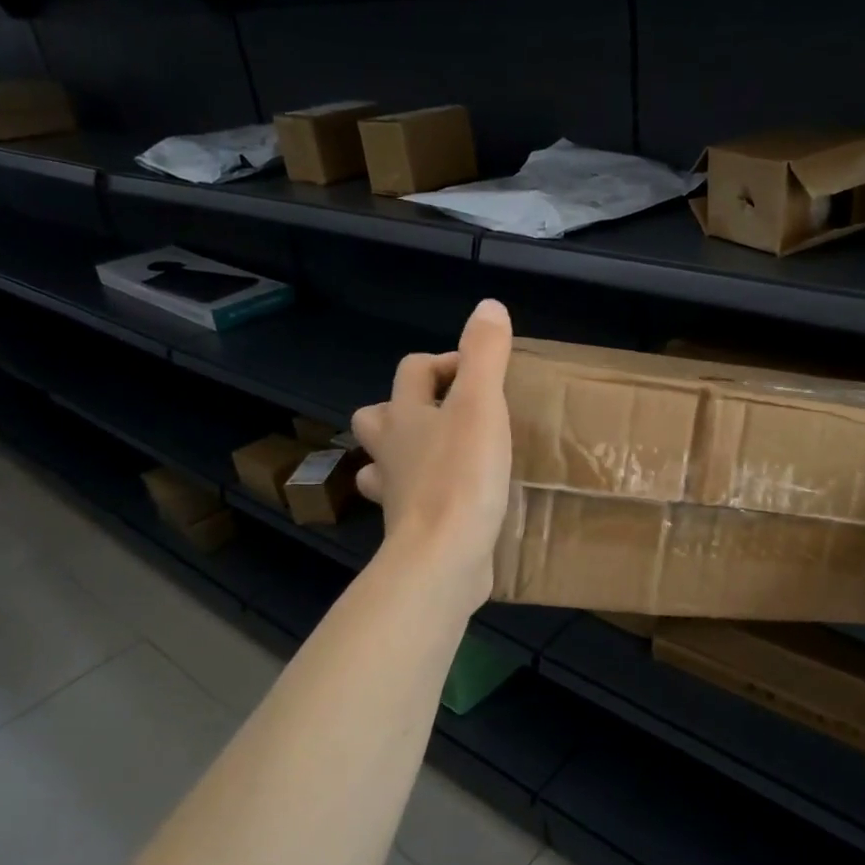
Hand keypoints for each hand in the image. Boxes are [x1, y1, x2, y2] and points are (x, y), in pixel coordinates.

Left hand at [351, 300, 513, 594]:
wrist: (444, 557)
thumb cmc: (461, 477)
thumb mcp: (480, 406)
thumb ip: (484, 356)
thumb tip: (488, 307)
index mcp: (405, 416)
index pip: (412, 371)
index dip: (444, 363)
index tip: (480, 374)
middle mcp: (391, 452)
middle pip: (376, 417)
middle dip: (404, 408)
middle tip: (448, 414)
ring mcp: (396, 494)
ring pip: (383, 464)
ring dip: (404, 454)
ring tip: (442, 455)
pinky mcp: (411, 529)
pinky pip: (409, 504)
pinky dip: (423, 497)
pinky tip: (453, 501)